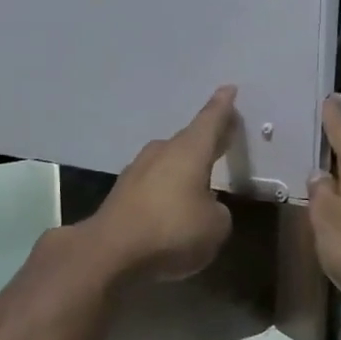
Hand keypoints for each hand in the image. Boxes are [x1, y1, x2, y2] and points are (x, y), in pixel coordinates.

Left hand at [84, 86, 237, 282]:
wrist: (111, 250)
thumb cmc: (172, 230)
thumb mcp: (215, 227)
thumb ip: (218, 212)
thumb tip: (206, 207)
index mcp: (189, 151)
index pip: (210, 120)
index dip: (223, 107)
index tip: (229, 89)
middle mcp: (162, 152)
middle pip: (189, 140)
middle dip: (206, 140)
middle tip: (223, 137)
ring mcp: (137, 170)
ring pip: (168, 161)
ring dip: (184, 167)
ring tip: (200, 177)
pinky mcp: (122, 193)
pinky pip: (153, 183)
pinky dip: (166, 189)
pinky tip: (172, 205)